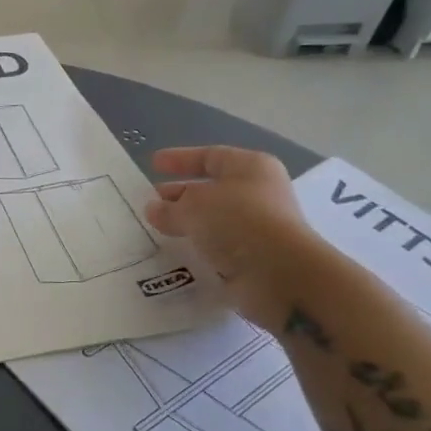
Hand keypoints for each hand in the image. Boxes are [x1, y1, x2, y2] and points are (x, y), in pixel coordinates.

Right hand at [145, 146, 319, 331]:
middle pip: (212, 188)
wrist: (280, 274)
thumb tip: (153, 209)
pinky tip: (176, 252)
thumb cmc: (238, 222)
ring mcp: (259, 227)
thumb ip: (169, 207)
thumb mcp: (193, 207)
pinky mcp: (255, 257)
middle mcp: (259, 193)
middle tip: (150, 201)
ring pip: (214, 220)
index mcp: (250, 167)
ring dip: (187, 223)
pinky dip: (199, 246)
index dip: (180, 159)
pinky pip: (219, 246)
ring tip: (157, 229)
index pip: (210, 156)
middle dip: (180, 194)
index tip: (153, 164)